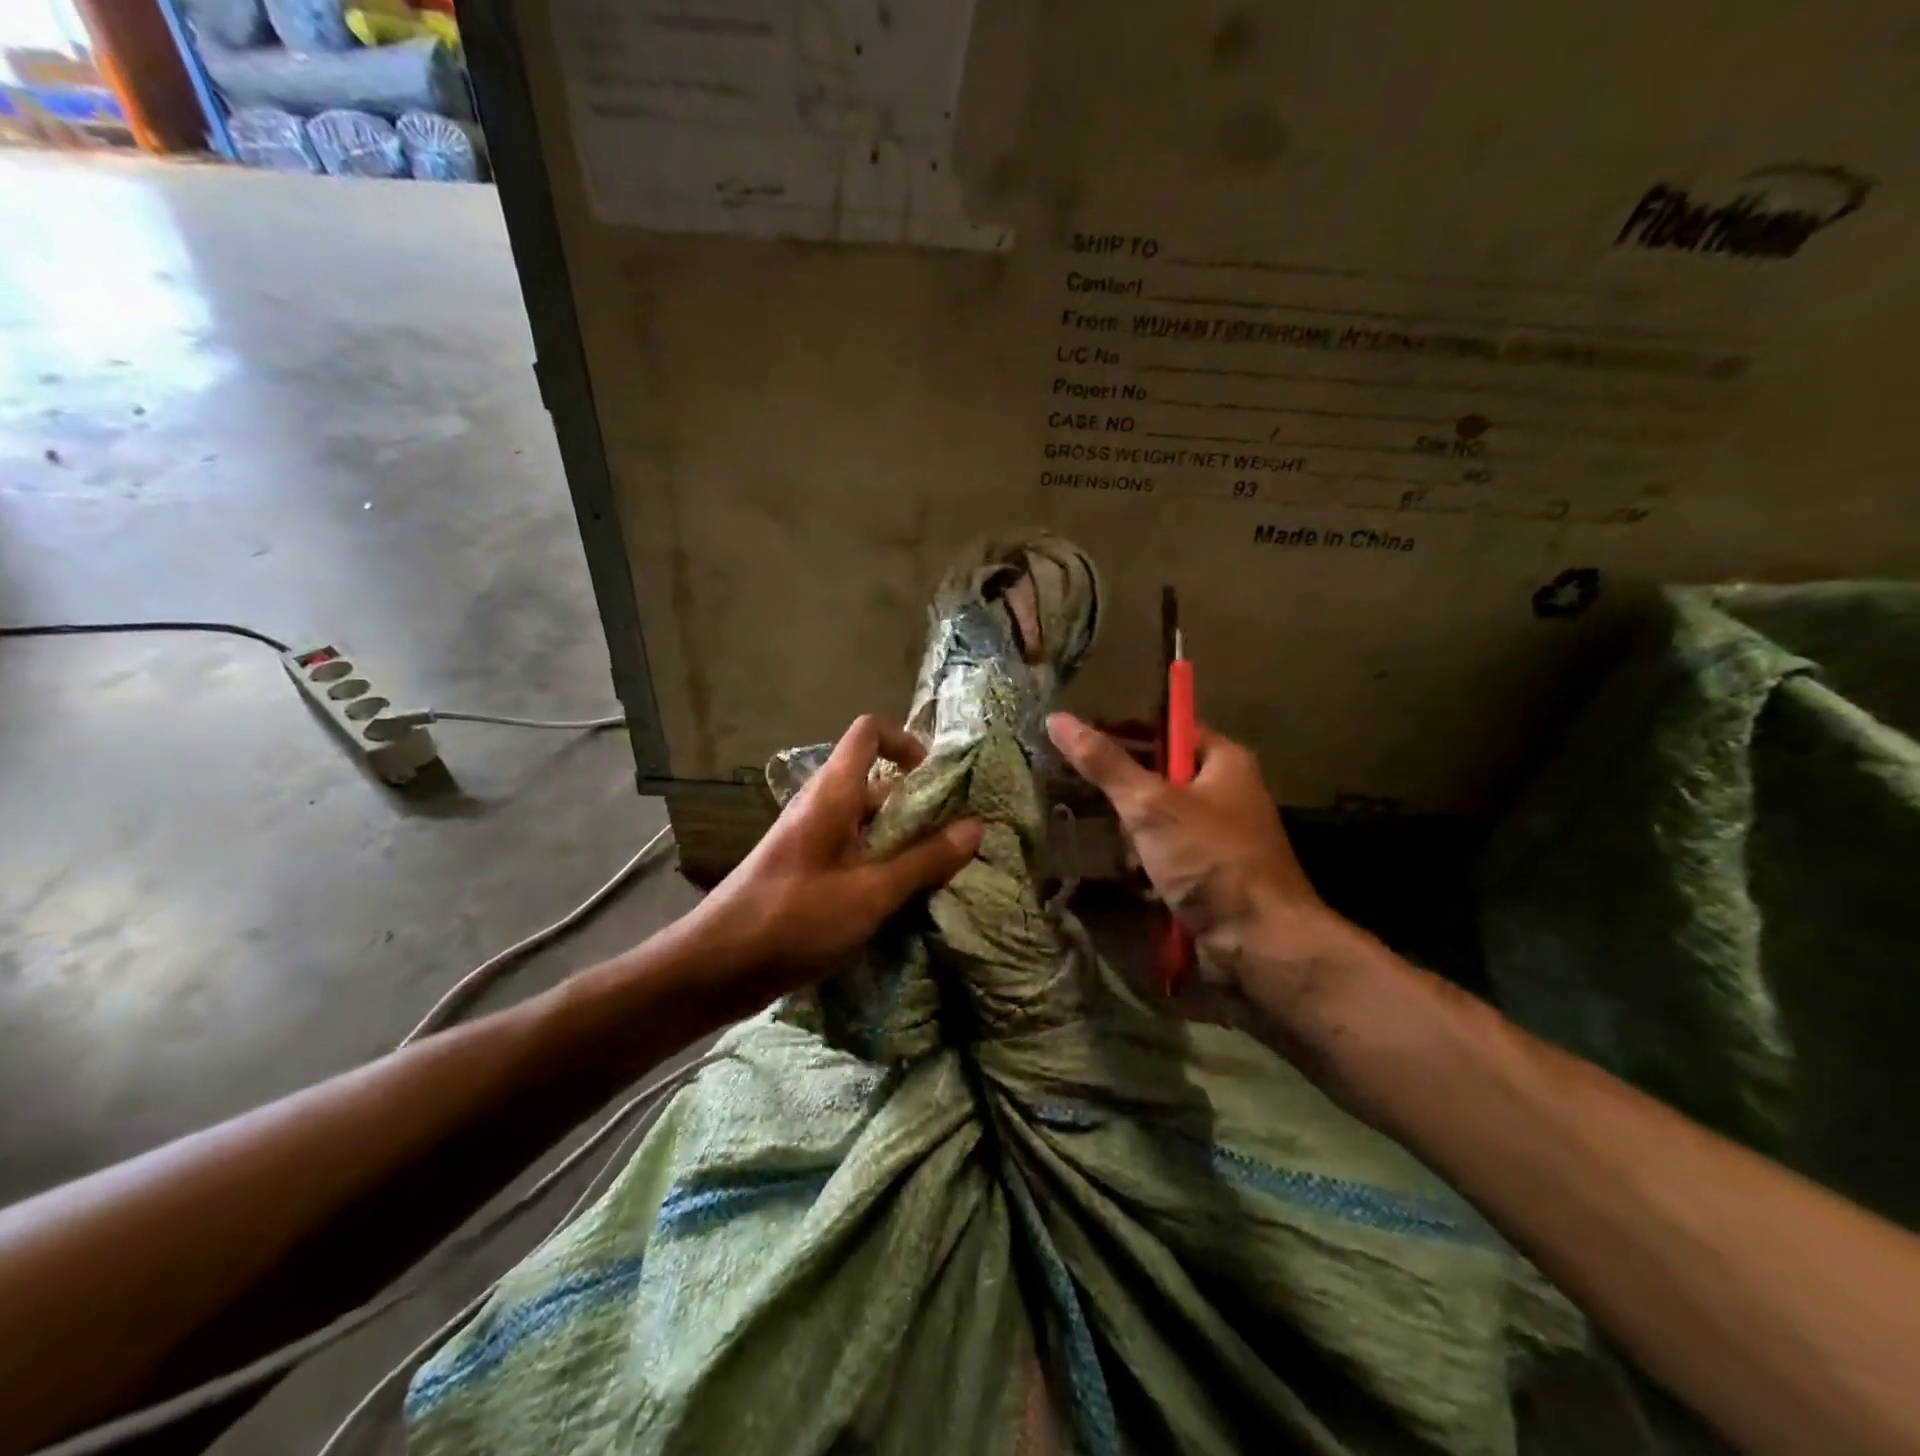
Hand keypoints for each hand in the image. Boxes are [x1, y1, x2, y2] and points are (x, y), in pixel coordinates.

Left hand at [677, 715, 982, 1015]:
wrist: (715, 967)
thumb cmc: (793, 919)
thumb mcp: (870, 893)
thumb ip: (924, 860)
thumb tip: (976, 827)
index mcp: (833, 794)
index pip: (869, 732)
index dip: (907, 742)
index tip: (938, 782)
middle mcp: (821, 806)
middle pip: (878, 783)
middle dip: (920, 806)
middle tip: (957, 840)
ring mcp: (811, 839)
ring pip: (868, 823)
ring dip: (904, 842)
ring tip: (941, 876)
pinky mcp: (806, 871)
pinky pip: (854, 852)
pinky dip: (882, 866)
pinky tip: (903, 901)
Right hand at [1046, 712, 1355, 995]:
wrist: (1261, 942)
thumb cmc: (1209, 859)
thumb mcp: (1150, 805)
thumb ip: (1104, 763)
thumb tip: (1057, 718)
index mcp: (1225, 760)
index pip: (1168, 727)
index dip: (1127, 730)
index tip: (1083, 744)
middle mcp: (1227, 791)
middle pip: (1160, 775)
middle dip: (1127, 794)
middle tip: (1092, 800)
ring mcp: (1221, 834)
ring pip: (1160, 819)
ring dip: (1134, 835)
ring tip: (1118, 849)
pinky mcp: (1212, 871)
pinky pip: (1168, 853)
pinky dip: (1148, 863)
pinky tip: (1134, 877)